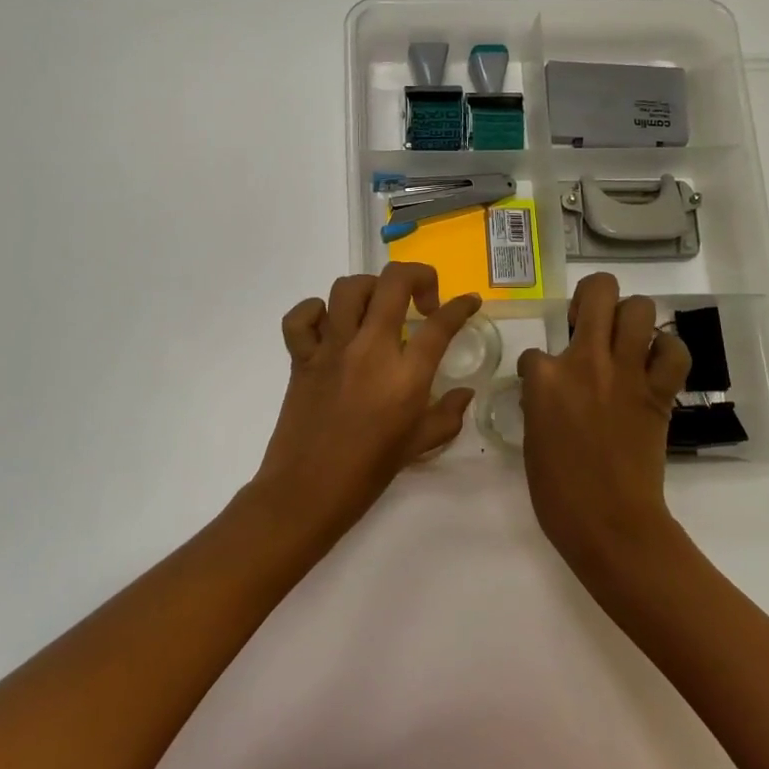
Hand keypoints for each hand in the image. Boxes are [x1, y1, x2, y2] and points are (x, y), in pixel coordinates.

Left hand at [248, 263, 482, 543]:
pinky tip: (330, 324)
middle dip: (418, 276)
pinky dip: (313, 311)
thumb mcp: (417, 446)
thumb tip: (464, 394)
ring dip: (370, 289)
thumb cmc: (367, 474)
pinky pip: (300, 318)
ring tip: (379, 308)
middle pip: (394, 283)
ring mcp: (331, 350)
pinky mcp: (301, 357)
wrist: (306, 493)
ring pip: (348, 288)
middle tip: (424, 299)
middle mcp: (369, 350)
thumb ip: (447, 415)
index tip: (468, 302)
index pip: (441, 324)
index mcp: (405, 376)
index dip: (461, 306)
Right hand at [517, 273, 691, 579]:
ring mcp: (627, 373)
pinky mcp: (659, 392)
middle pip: (599, 291)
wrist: (610, 523)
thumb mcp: (532, 438)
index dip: (538, 367)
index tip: (544, 387)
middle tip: (588, 320)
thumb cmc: (558, 491)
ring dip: (631, 316)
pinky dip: (667, 351)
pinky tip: (653, 363)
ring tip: (623, 337)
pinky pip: (674, 351)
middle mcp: (586, 361)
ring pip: (640, 308)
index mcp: (545, 378)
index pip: (535, 351)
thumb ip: (540, 402)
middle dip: (592, 295)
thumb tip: (549, 389)